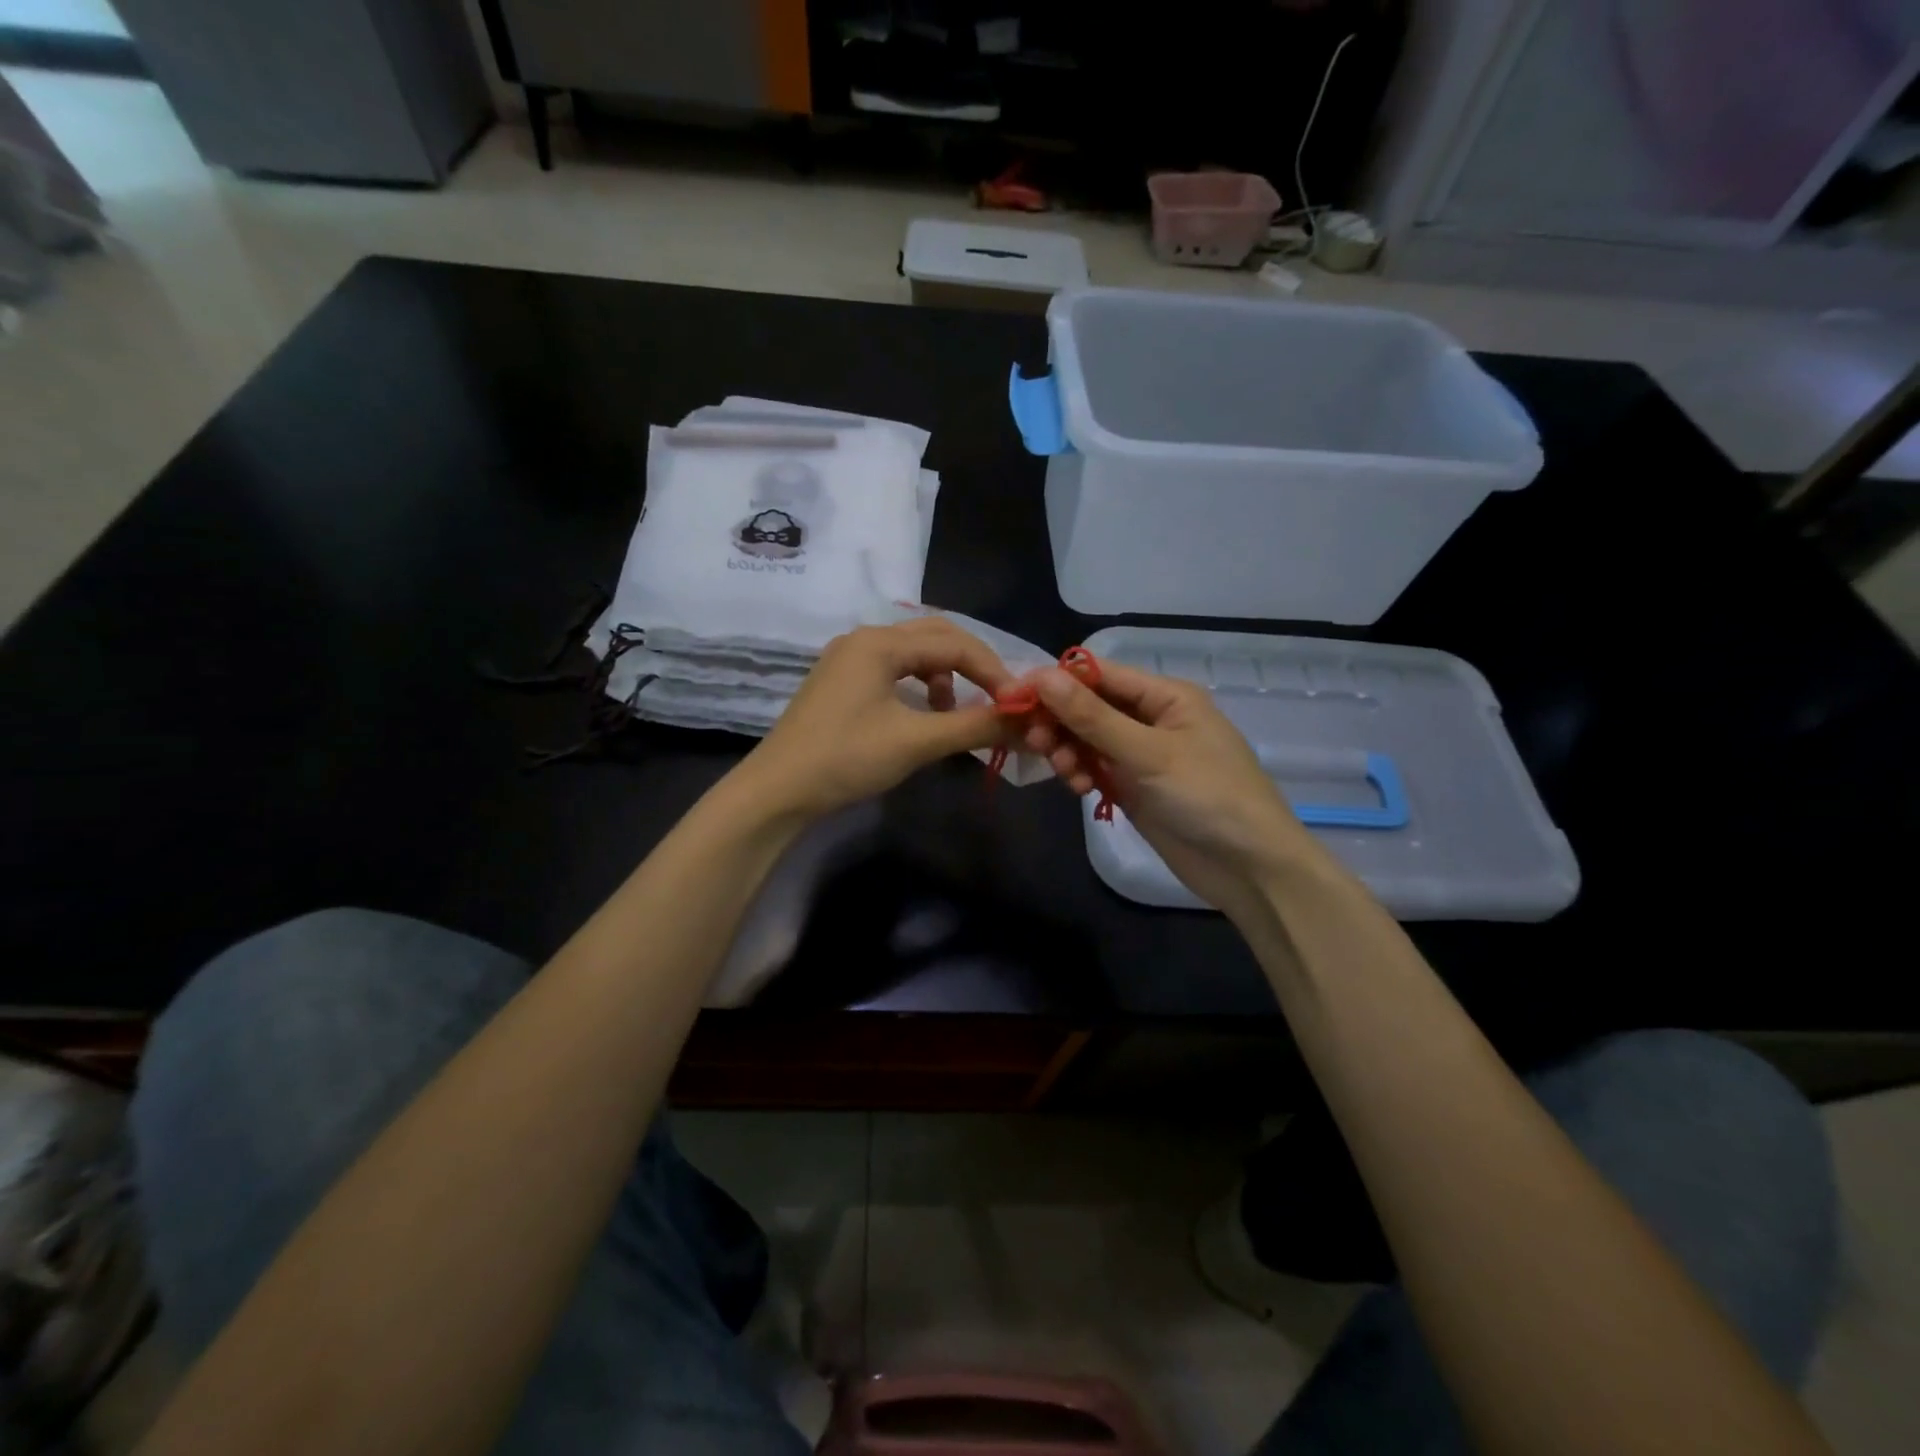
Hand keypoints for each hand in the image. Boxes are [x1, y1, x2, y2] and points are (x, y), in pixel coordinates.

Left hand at [739, 619, 1014, 818]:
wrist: (777, 791)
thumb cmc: (846, 759)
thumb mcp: (915, 742)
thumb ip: (974, 726)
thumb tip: (1026, 723)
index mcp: (880, 643)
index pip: (955, 643)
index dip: (993, 671)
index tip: (1019, 703)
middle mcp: (864, 639)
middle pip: (935, 637)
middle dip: (972, 665)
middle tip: (997, 698)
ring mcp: (848, 659)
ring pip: (914, 653)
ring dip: (945, 676)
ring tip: (953, 713)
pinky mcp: (841, 682)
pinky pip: (894, 670)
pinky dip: (919, 686)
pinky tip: (922, 715)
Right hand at [1022, 662, 1327, 920]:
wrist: (1248, 868)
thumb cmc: (1208, 796)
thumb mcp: (1149, 753)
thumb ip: (1093, 717)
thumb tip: (1042, 676)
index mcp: (1166, 696)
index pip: (1101, 674)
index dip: (1058, 682)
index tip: (1015, 695)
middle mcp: (1152, 718)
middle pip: (1090, 707)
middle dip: (1061, 721)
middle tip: (1035, 742)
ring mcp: (1142, 755)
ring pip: (1088, 739)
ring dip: (1069, 750)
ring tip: (1065, 771)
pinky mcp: (1135, 787)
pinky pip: (1096, 768)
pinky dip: (1082, 773)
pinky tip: (1080, 788)